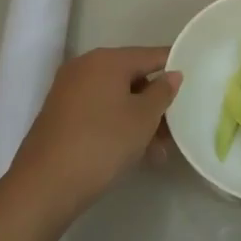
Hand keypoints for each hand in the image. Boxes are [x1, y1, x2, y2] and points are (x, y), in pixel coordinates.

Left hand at [11, 46, 180, 223]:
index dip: (174, 68)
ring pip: (116, 99)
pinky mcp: (59, 115)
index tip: (195, 84)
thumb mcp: (143, 118)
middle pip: (132, 78)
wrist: (45, 185)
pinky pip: (98, 111)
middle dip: (155, 103)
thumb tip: (172, 74)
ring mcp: (68, 91)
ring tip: (157, 153)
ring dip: (139, 120)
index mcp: (107, 59)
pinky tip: (133, 153)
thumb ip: (162, 92)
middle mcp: (85, 67)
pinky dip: (117, 125)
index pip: (151, 55)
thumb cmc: (102, 143)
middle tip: (175, 130)